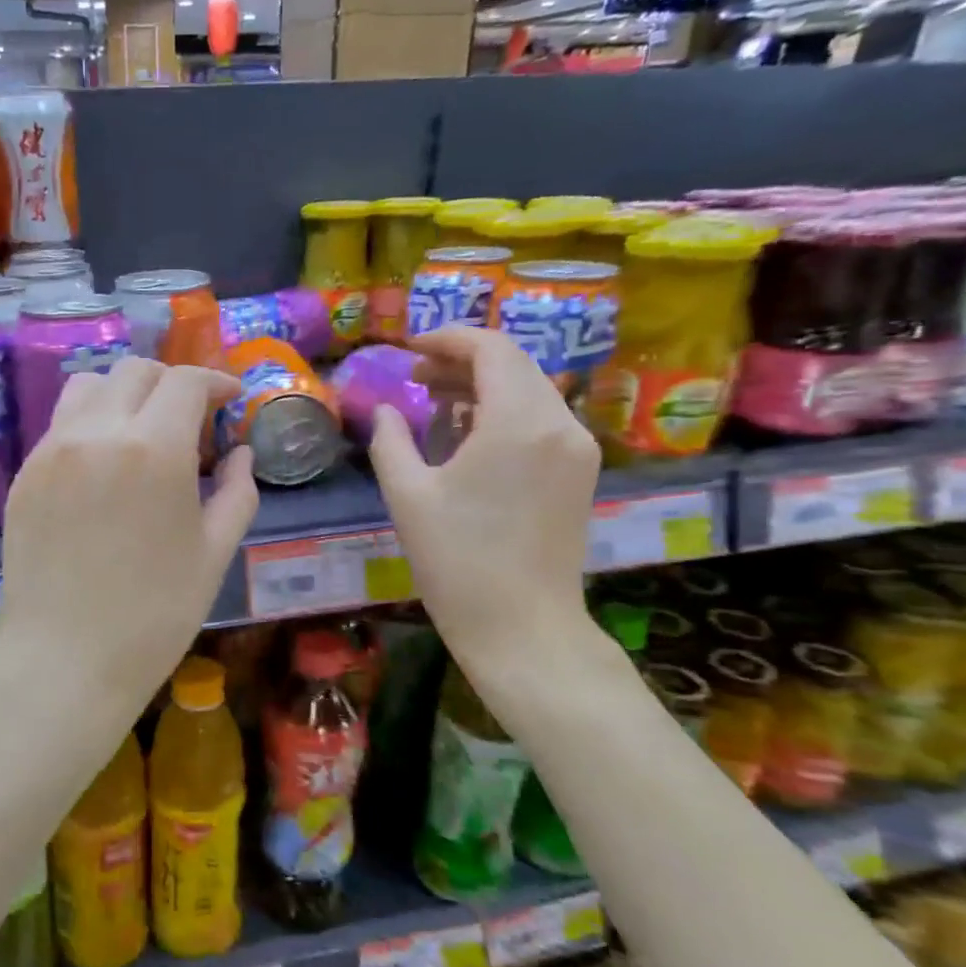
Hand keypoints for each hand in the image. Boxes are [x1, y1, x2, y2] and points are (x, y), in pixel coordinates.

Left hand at [0, 358, 258, 749]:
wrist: (65, 661)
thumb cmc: (154, 616)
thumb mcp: (214, 553)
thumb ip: (237, 491)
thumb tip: (241, 451)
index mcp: (153, 449)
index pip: (185, 382)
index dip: (214, 382)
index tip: (230, 399)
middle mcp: (97, 433)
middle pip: (135, 371)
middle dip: (171, 383)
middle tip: (191, 419)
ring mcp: (52, 450)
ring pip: (89, 386)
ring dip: (125, 394)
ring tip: (142, 432)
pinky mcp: (25, 474)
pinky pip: (60, 424)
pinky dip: (91, 423)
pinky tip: (104, 465)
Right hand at [367, 327, 598, 665]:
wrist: (522, 627)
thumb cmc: (457, 561)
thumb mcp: (407, 495)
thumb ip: (391, 440)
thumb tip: (386, 409)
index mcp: (519, 422)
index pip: (491, 349)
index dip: (448, 339)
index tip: (409, 348)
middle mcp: (560, 423)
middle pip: (515, 364)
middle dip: (463, 360)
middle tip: (416, 376)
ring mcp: (577, 448)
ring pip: (531, 389)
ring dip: (483, 384)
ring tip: (435, 400)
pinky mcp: (580, 472)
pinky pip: (541, 418)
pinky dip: (504, 410)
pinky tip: (469, 432)